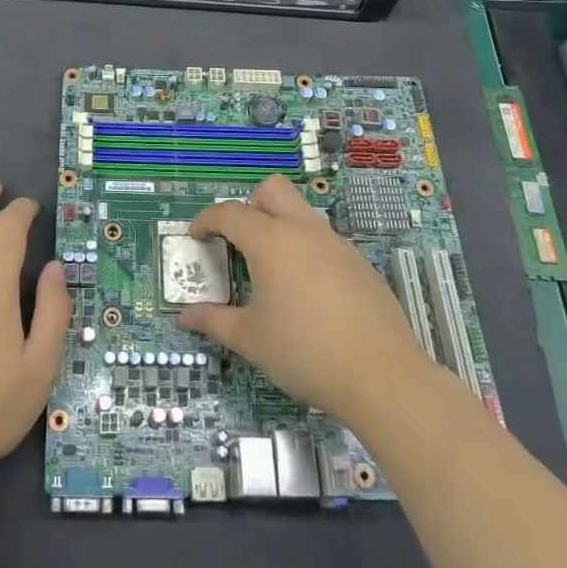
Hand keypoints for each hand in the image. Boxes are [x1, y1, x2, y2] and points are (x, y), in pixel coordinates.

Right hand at [180, 175, 430, 429]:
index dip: (207, 220)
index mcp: (271, 241)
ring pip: (302, 213)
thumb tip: (184, 316)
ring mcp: (337, 244)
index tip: (196, 236)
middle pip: (273, 190)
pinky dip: (307, 251)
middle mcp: (304, 231)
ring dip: (280, 227)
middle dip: (250, 204)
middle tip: (239, 240)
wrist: (382, 377)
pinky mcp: (360, 264)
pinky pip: (324, 241)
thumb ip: (214, 321)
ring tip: (273, 272)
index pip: (230, 213)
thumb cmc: (305, 353)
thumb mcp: (250, 340)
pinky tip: (309, 294)